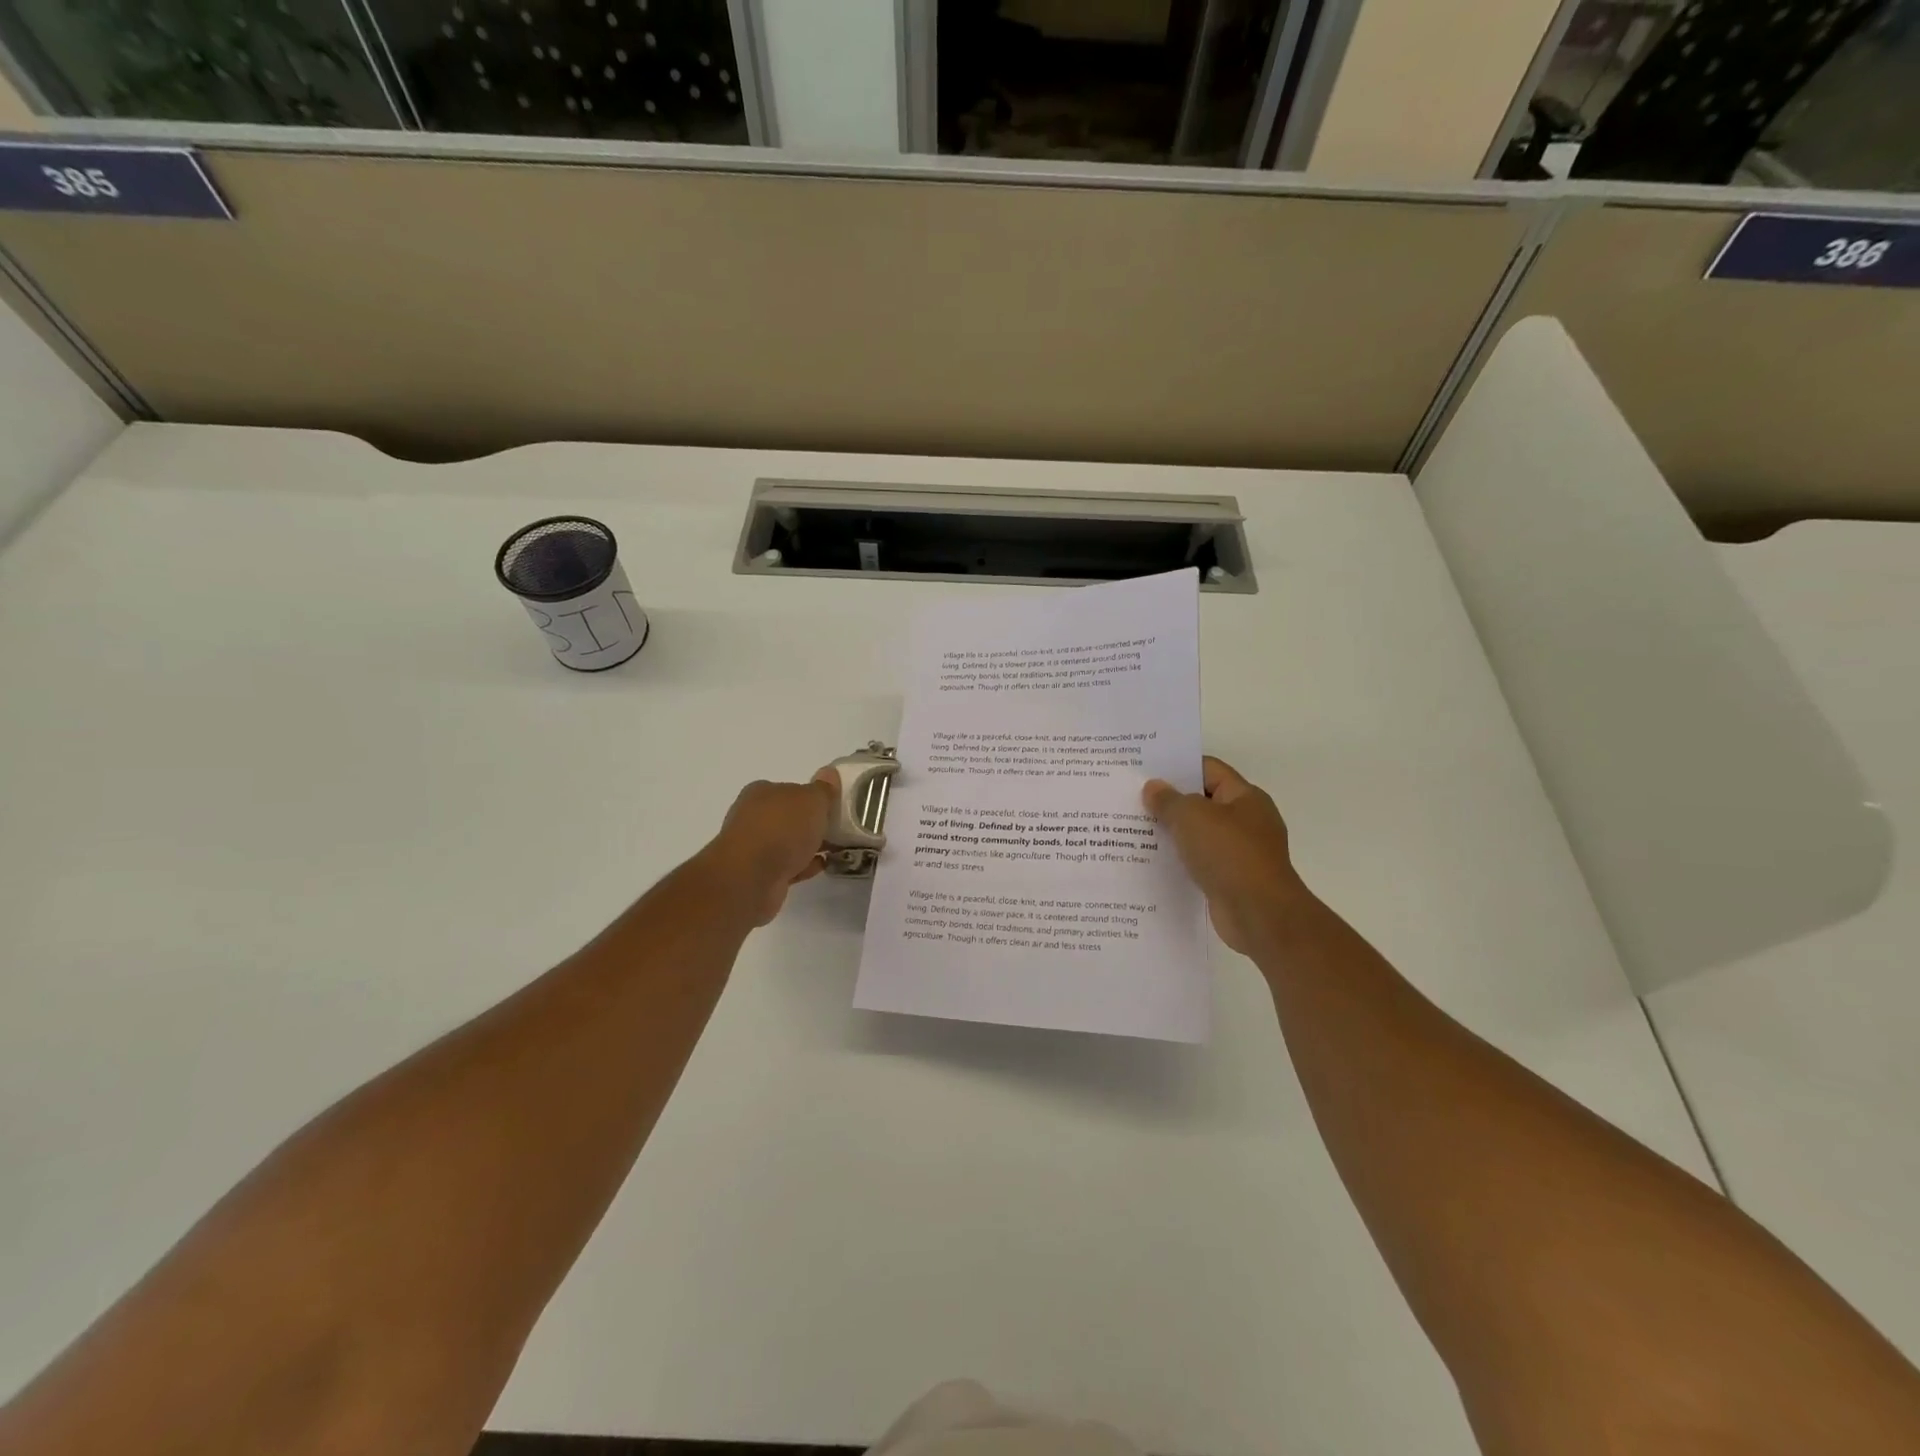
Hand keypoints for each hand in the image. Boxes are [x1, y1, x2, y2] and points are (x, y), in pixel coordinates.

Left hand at [699, 769, 838, 925]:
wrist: (751, 878)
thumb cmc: (781, 829)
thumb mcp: (812, 800)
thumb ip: (823, 789)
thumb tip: (829, 773)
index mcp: (761, 792)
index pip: (789, 789)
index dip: (811, 798)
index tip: (832, 808)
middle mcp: (752, 816)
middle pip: (788, 817)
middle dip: (810, 823)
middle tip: (837, 830)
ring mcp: (753, 847)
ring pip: (787, 842)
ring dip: (808, 846)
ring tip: (835, 850)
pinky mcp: (757, 874)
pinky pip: (786, 865)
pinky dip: (803, 865)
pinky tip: (821, 867)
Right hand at [1143, 756, 1308, 954]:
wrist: (1259, 914)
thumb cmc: (1229, 854)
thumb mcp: (1191, 817)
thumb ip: (1169, 800)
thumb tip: (1153, 788)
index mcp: (1245, 797)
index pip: (1209, 770)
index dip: (1178, 768)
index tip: (1145, 772)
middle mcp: (1247, 821)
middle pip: (1203, 802)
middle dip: (1170, 802)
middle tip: (1133, 800)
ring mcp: (1241, 853)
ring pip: (1199, 835)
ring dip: (1173, 834)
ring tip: (1134, 831)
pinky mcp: (1231, 880)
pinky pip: (1200, 862)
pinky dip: (1180, 861)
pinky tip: (1152, 862)